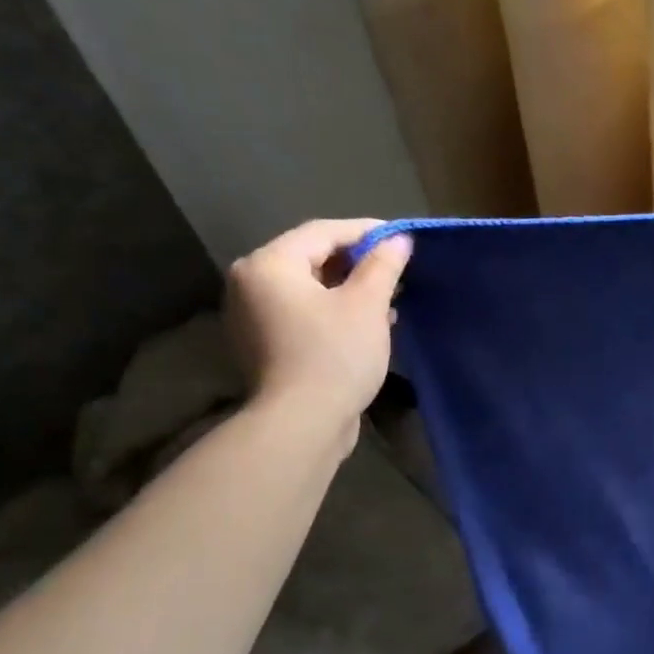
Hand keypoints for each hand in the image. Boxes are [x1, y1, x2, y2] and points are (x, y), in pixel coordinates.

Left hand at [225, 219, 411, 439]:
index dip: (366, 231)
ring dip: (349, 289)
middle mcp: (250, 283)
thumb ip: (383, 265)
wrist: (303, 422)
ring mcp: (252, 316)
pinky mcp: (264, 344)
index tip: (402, 238)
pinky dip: (333, 311)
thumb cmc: (335, 355)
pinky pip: (302, 313)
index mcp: (269, 264)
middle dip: (358, 262)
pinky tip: (366, 324)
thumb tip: (398, 239)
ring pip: (309, 288)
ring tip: (388, 299)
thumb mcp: (367, 305)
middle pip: (311, 258)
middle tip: (397, 270)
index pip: (323, 232)